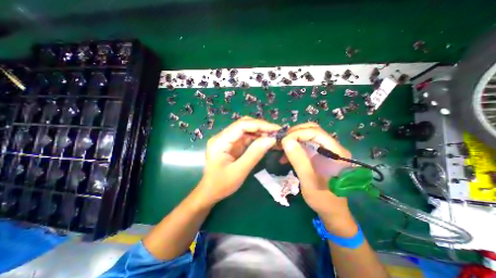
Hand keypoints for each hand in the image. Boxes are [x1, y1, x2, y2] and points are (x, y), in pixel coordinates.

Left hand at [200, 118, 278, 203]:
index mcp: (220, 141)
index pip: (241, 125)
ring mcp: (227, 140)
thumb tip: (271, 139)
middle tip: (277, 133)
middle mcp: (222, 136)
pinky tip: (265, 141)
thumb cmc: (221, 184)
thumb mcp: (240, 171)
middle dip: (261, 127)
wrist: (210, 192)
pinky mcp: (231, 144)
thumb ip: (255, 154)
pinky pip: (245, 137)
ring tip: (274, 137)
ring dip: (260, 132)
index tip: (276, 129)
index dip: (260, 125)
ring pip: (246, 130)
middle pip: (244, 125)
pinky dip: (256, 138)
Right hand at [283, 124, 352, 218]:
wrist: (332, 211)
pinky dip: (295, 147)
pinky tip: (286, 156)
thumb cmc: (323, 199)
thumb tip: (286, 141)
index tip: (283, 141)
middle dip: (295, 133)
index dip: (298, 133)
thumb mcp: (308, 181)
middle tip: (281, 141)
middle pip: (313, 130)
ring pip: (308, 136)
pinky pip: (306, 145)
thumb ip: (298, 160)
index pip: (316, 133)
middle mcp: (333, 148)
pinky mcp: (320, 155)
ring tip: (281, 148)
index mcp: (336, 153)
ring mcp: (327, 151)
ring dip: (293, 139)